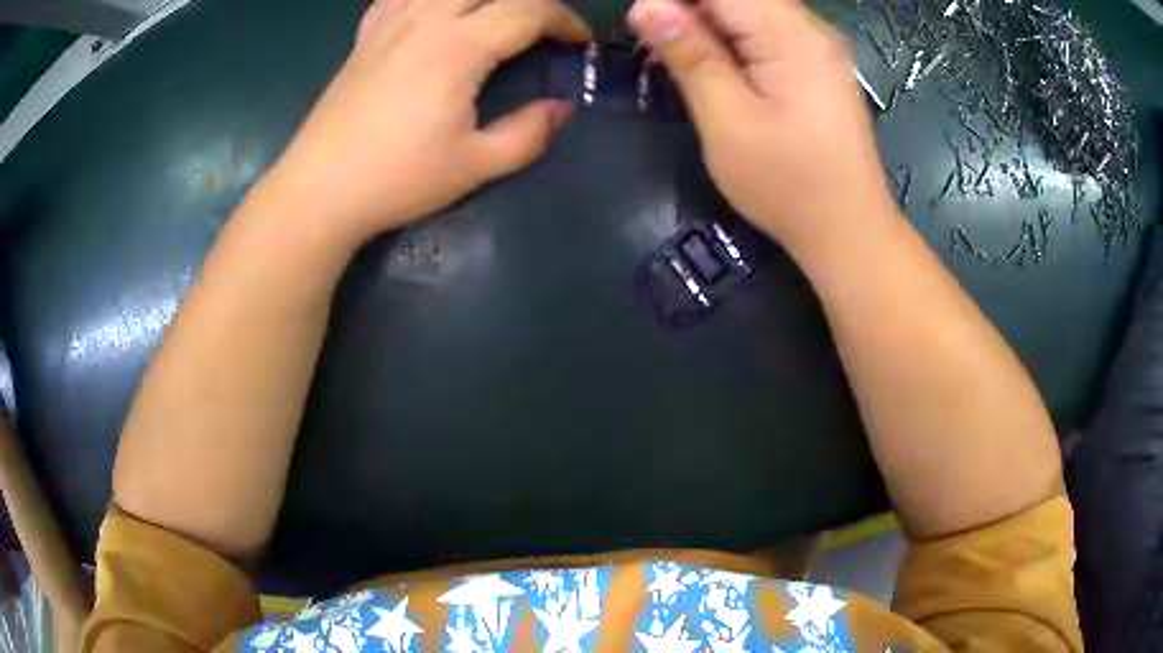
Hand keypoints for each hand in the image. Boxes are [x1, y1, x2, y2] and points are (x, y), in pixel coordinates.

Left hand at [264, 0, 590, 247]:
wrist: (319, 190)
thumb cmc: (396, 179)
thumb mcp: (473, 166)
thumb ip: (528, 134)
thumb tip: (561, 109)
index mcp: (458, 47)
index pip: (528, 10)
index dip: (565, 20)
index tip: (580, 42)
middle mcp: (425, 19)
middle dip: (530, 0)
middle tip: (542, 26)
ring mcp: (390, 23)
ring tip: (493, 15)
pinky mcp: (365, 35)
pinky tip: (432, 12)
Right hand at [628, 0, 897, 255]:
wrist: (849, 231)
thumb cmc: (788, 185)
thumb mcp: (727, 122)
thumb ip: (690, 56)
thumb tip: (647, 6)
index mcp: (791, 35)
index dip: (674, 0)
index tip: (642, 24)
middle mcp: (811, 29)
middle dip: (691, 11)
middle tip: (659, 45)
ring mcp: (820, 47)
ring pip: (752, 11)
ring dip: (710, 25)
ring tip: (683, 58)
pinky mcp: (819, 66)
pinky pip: (768, 31)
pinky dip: (734, 39)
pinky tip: (719, 68)